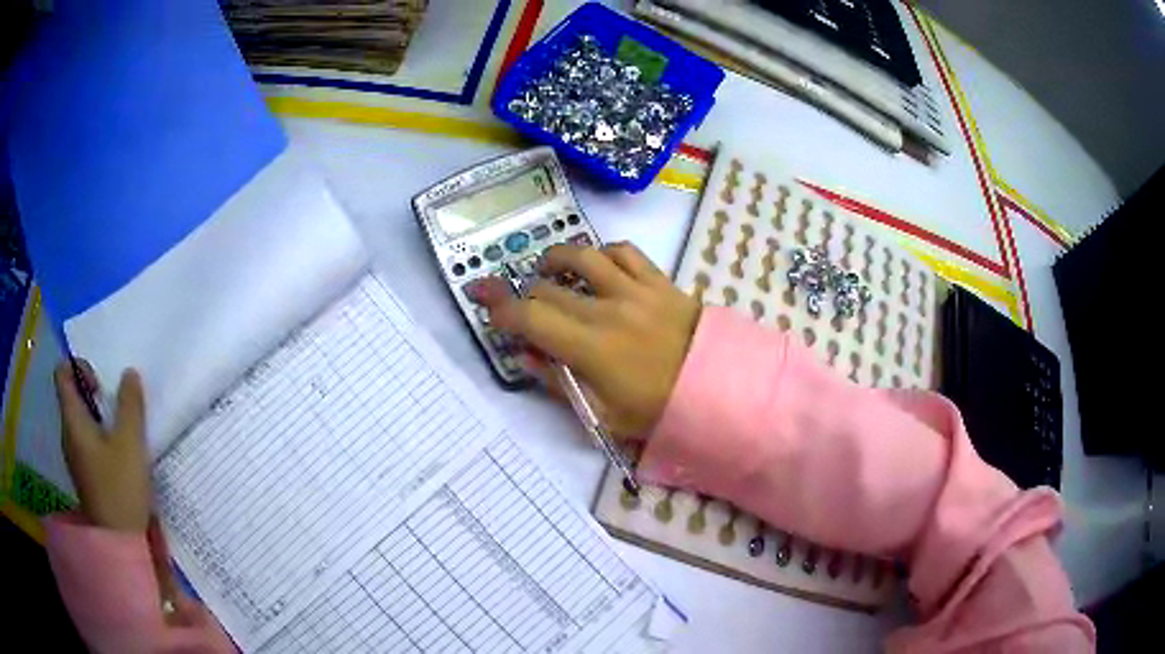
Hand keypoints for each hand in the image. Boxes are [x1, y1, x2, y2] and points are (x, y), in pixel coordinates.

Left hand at [54, 361, 150, 531]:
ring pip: (81, 422)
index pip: (62, 374)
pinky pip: (87, 443)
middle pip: (72, 397)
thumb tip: (129, 374)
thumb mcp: (131, 443)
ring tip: (122, 434)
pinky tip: (119, 458)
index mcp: (72, 420)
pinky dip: (100, 439)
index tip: (100, 385)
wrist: (118, 543)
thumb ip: (130, 405)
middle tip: (117, 410)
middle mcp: (68, 434)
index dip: (79, 367)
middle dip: (94, 395)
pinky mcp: (84, 475)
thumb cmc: (120, 488)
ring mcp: (75, 457)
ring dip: (99, 419)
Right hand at [476, 242, 700, 436]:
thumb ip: (559, 382)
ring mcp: (635, 290)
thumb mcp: (603, 414)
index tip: (483, 302)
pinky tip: (597, 263)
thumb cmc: (658, 410)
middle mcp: (607, 309)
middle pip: (548, 288)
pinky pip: (625, 251)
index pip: (530, 317)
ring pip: (583, 255)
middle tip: (524, 308)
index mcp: (591, 348)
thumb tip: (525, 356)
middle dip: (525, 296)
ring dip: (556, 260)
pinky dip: (603, 252)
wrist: (718, 389)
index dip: (500, 308)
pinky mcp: (659, 280)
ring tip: (549, 270)